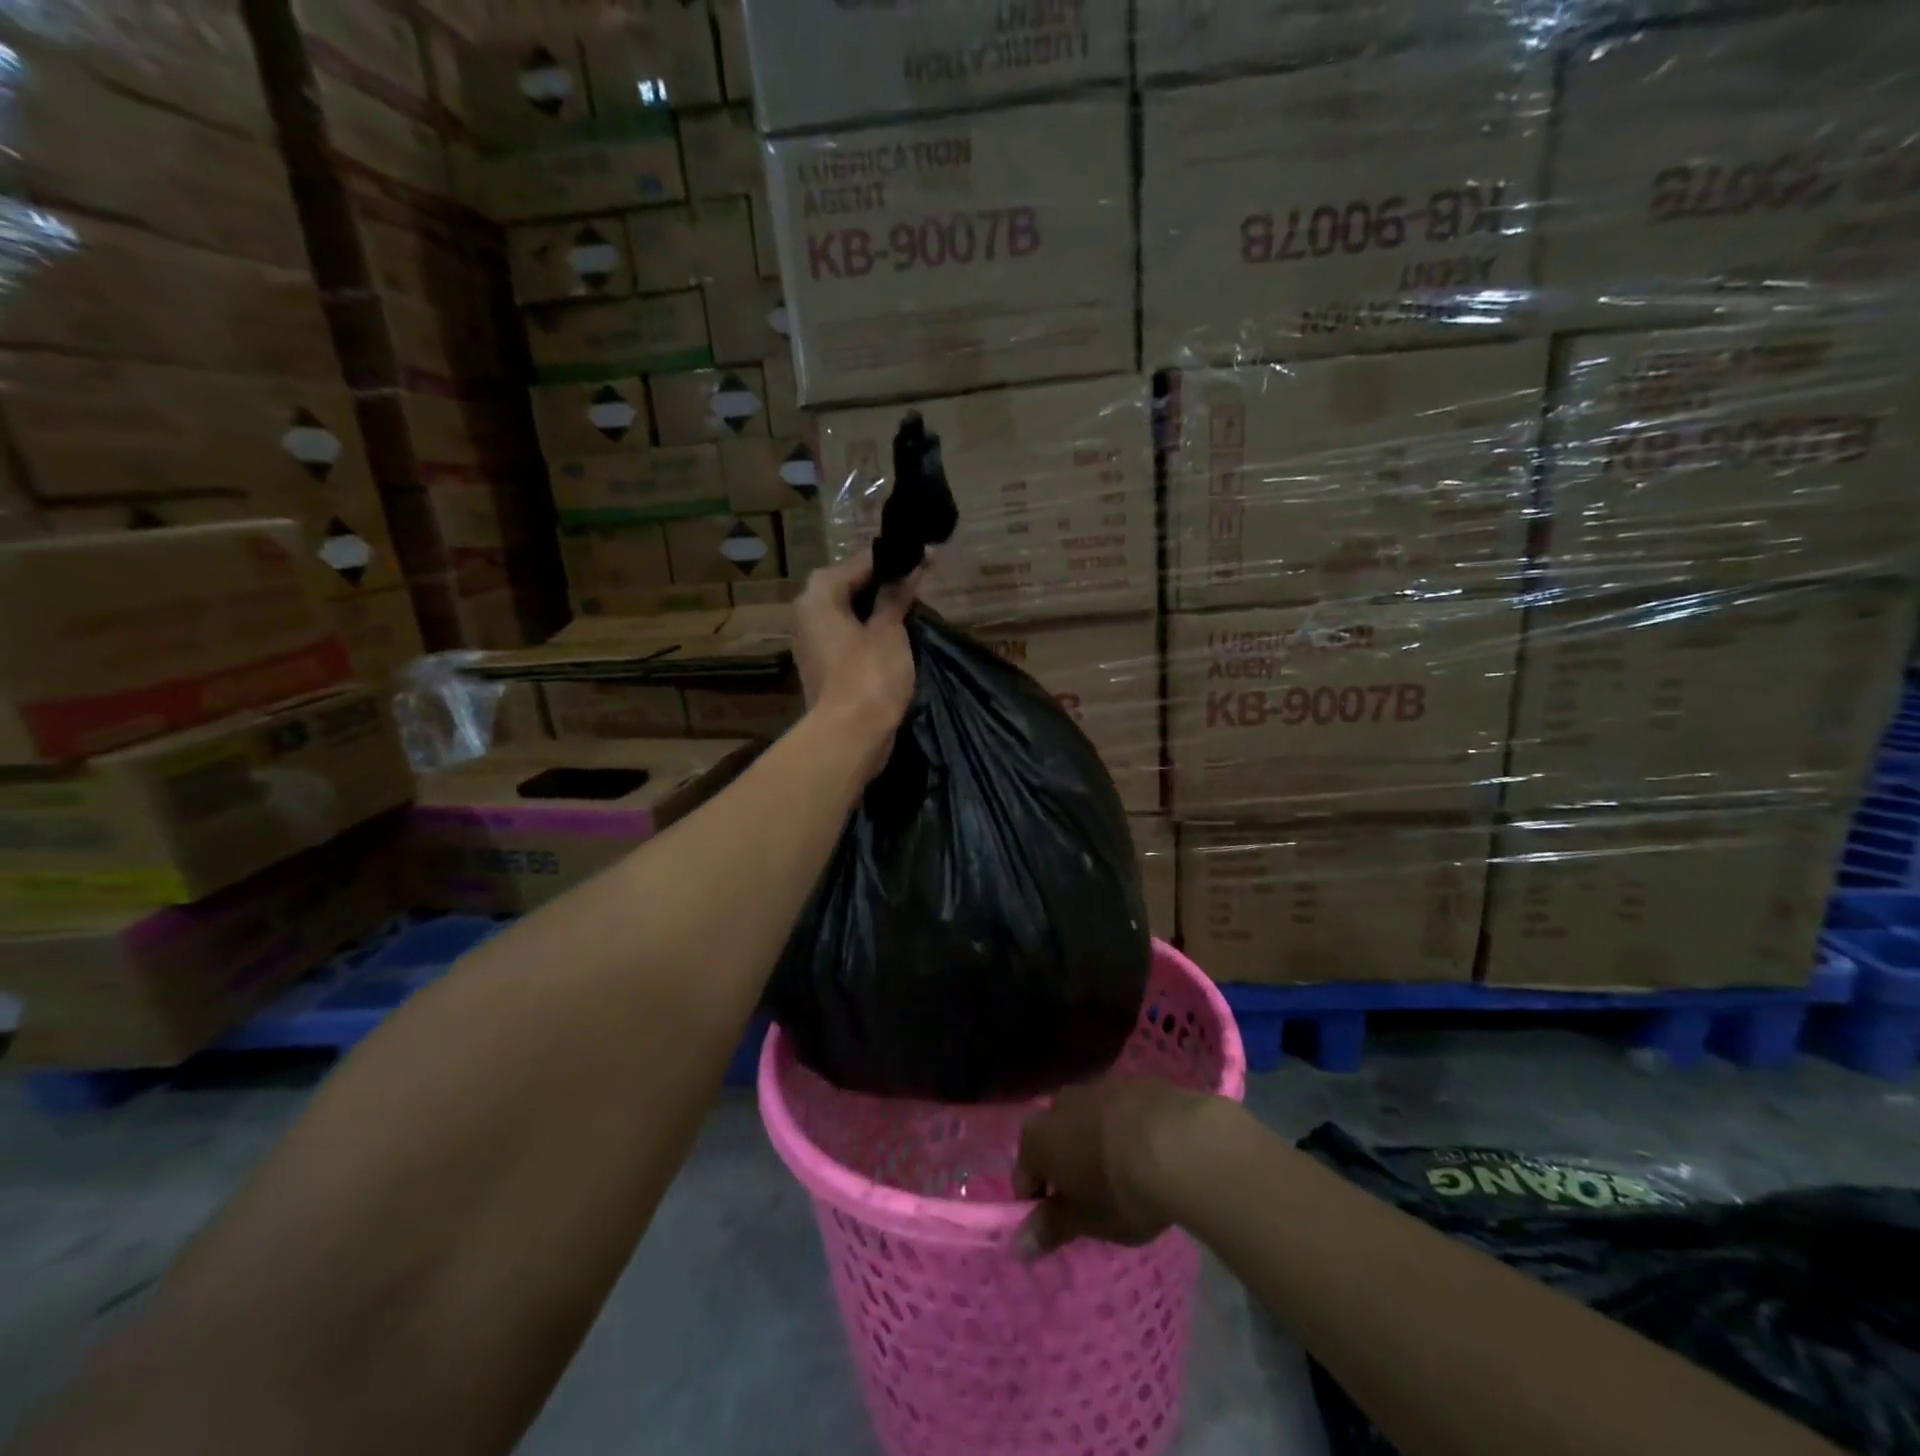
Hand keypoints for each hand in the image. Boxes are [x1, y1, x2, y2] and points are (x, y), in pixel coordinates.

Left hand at [792, 552, 920, 775]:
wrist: (850, 736)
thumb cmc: (869, 675)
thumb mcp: (889, 630)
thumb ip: (896, 596)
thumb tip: (910, 567)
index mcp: (819, 595)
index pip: (860, 563)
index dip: (896, 559)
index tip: (927, 555)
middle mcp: (808, 613)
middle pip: (850, 586)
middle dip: (885, 582)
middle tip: (922, 578)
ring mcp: (813, 642)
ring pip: (850, 613)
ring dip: (878, 608)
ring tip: (914, 603)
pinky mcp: (824, 666)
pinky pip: (849, 636)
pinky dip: (870, 631)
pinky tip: (897, 633)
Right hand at [1012, 1079, 1218, 1256]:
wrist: (1179, 1143)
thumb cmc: (1121, 1190)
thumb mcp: (1086, 1221)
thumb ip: (1050, 1228)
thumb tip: (1018, 1244)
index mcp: (1039, 1138)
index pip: (1023, 1174)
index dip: (1037, 1201)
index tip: (1060, 1224)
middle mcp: (1059, 1104)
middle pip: (1053, 1139)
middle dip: (1066, 1166)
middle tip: (1091, 1200)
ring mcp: (1097, 1087)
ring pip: (1085, 1120)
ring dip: (1094, 1143)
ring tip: (1122, 1175)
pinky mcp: (1133, 1082)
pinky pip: (1118, 1110)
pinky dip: (1123, 1128)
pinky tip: (1147, 1152)